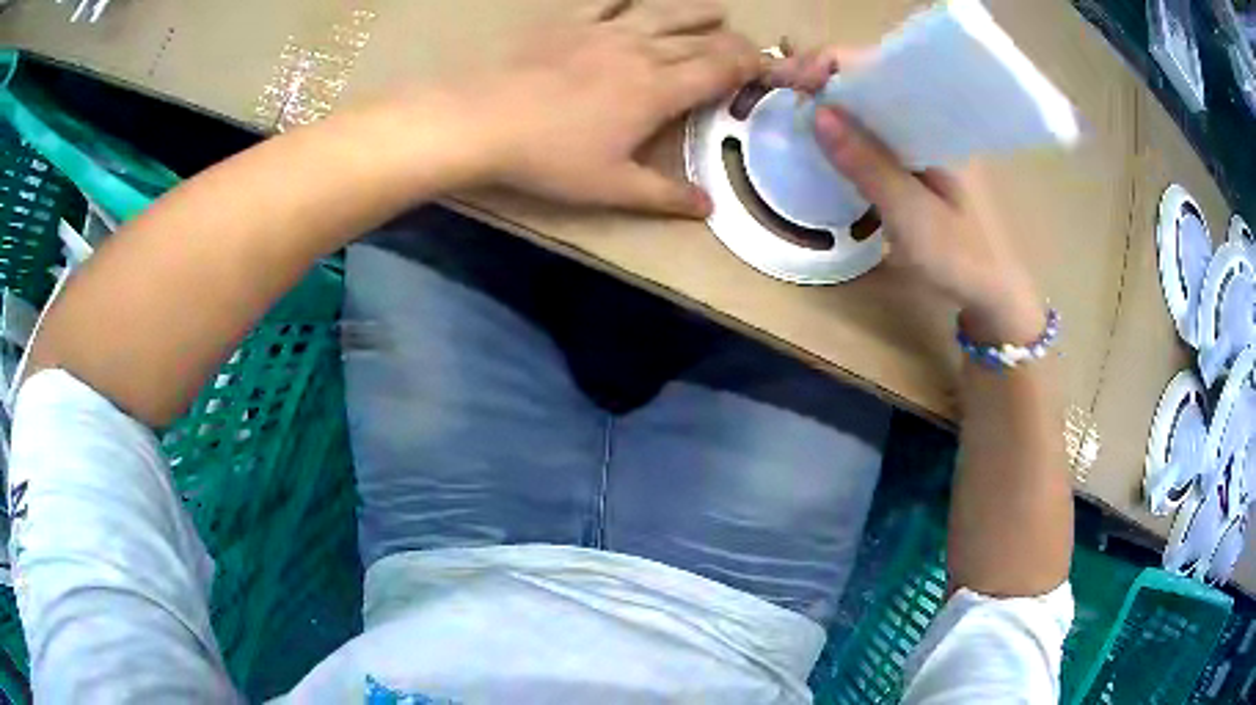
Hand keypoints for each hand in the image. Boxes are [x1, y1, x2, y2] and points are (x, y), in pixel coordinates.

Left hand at [447, 0, 760, 217]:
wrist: (483, 119)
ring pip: (664, 12)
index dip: (751, 66)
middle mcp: (642, 50)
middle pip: (700, 38)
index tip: (767, 70)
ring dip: (695, 11)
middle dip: (732, 41)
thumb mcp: (611, 187)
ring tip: (715, 11)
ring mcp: (605, 29)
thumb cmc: (549, 157)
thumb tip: (708, 207)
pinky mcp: (571, 20)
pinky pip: (609, 0)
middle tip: (746, 48)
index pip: (721, 68)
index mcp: (659, 89)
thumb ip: (664, 196)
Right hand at [770, 47, 1042, 341]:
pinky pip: (875, 129)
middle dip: (822, 75)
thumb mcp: (912, 213)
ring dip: (831, 98)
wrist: (990, 291)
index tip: (791, 81)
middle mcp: (929, 120)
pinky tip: (824, 134)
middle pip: (870, 77)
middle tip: (779, 88)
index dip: (830, 65)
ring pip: (870, 102)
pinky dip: (845, 126)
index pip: (879, 67)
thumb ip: (870, 165)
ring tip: (792, 103)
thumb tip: (818, 115)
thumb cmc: (960, 256)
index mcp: (937, 121)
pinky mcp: (915, 159)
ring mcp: (922, 139)